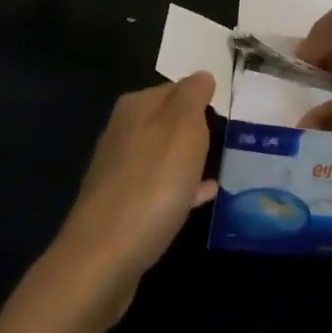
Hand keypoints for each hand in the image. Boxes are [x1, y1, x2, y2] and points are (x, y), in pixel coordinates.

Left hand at [50, 74, 217, 320]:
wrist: (104, 257)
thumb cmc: (152, 184)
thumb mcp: (183, 128)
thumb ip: (193, 96)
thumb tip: (201, 75)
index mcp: (136, 108)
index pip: (176, 87)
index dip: (201, 96)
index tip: (227, 108)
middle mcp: (122, 133)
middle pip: (167, 120)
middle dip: (194, 127)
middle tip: (227, 136)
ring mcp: (119, 171)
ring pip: (163, 154)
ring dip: (188, 158)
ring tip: (219, 164)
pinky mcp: (122, 207)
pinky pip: (160, 187)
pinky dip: (181, 187)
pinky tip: (203, 197)